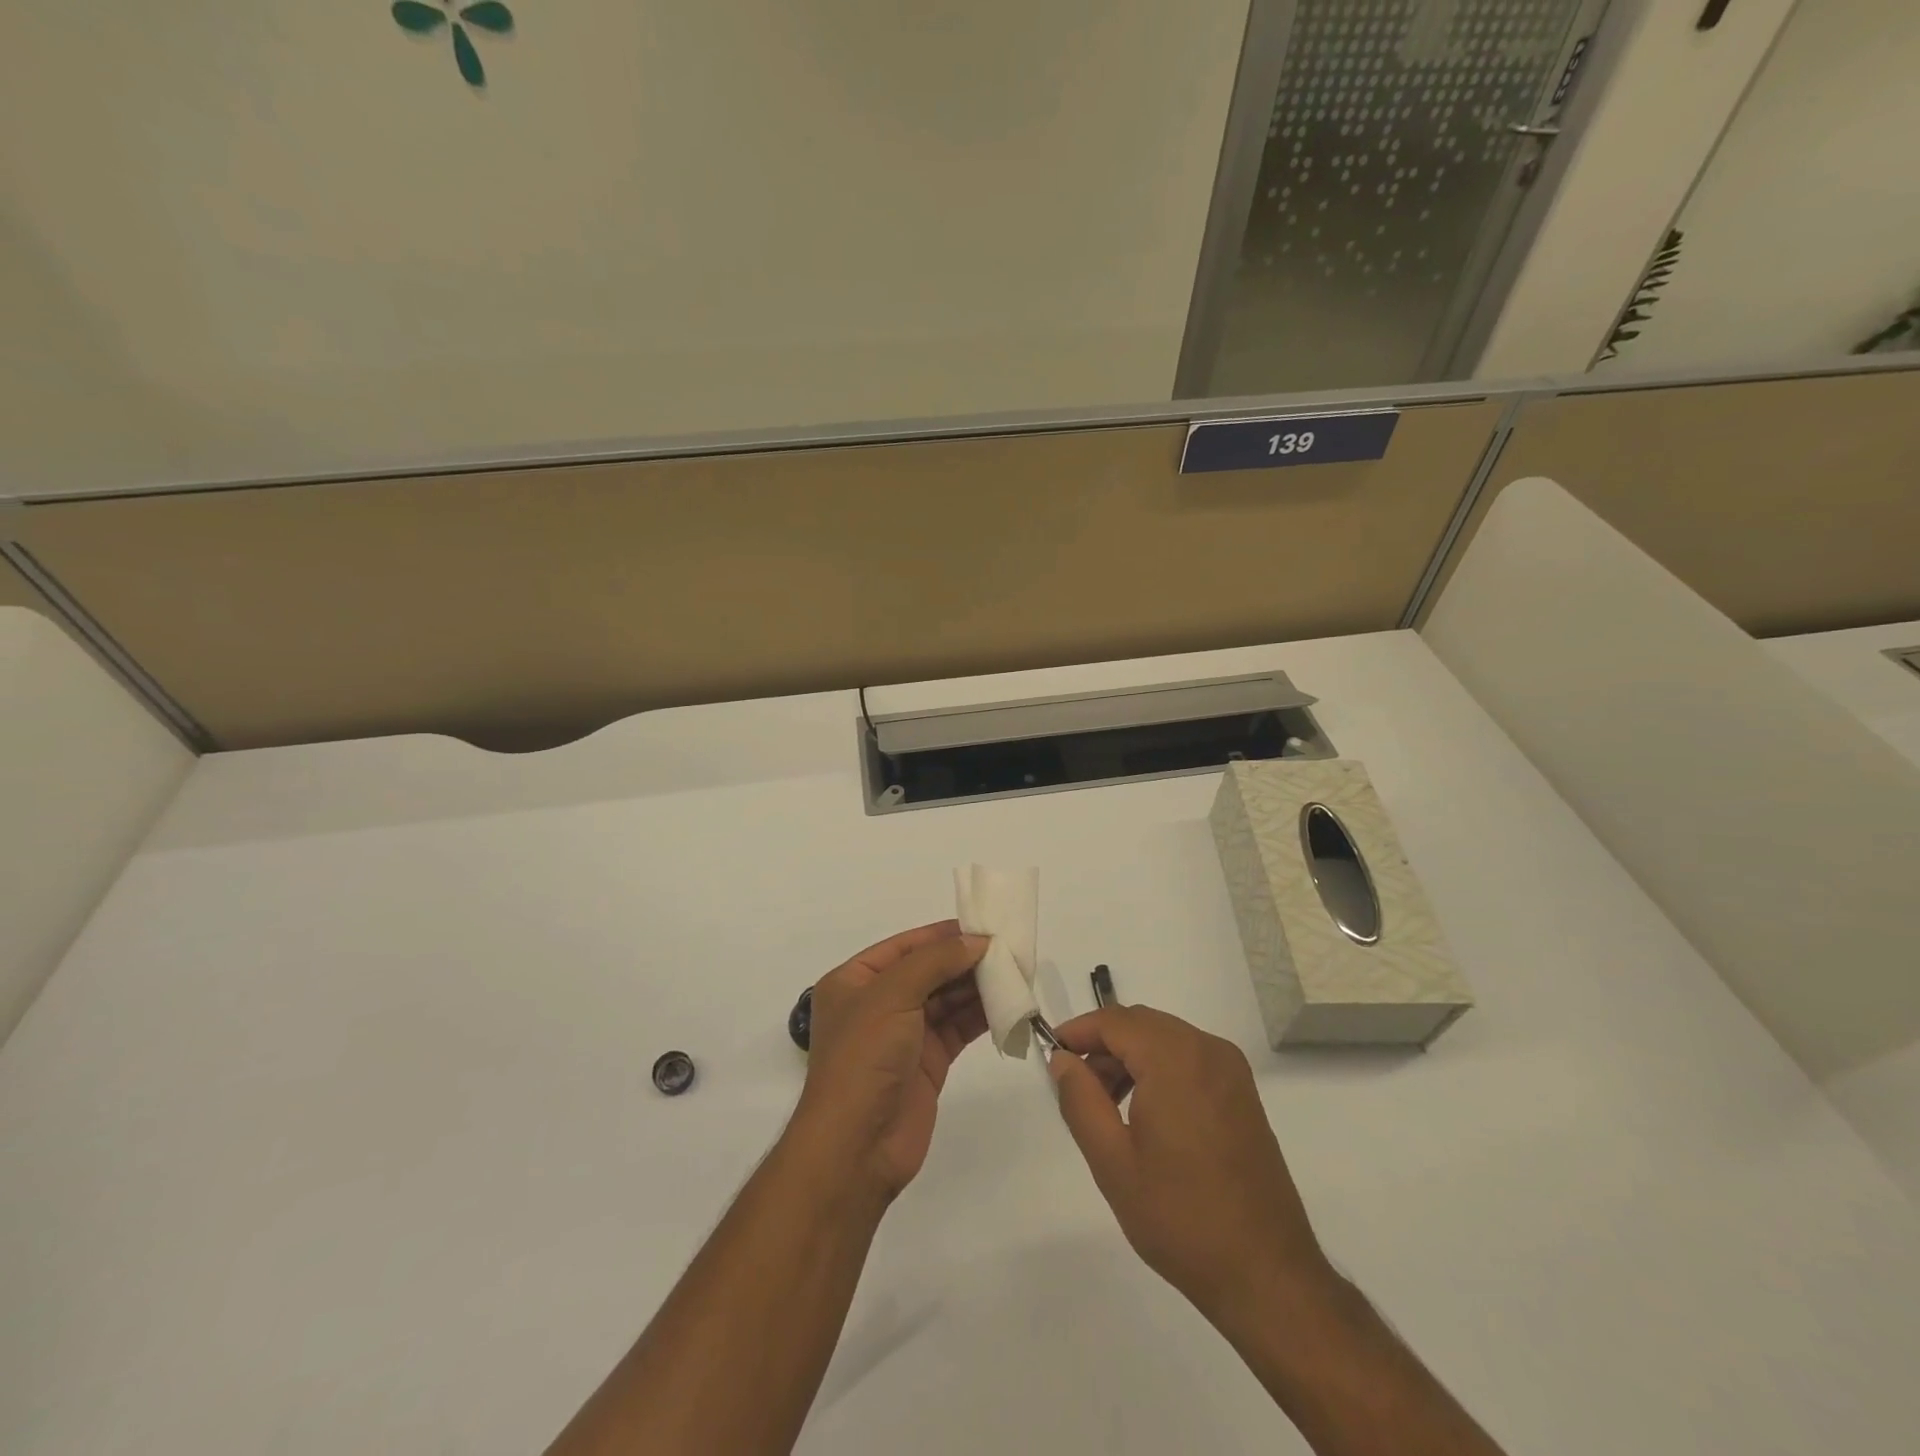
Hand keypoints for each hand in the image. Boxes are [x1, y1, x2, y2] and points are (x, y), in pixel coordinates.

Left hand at [789, 921, 989, 1202]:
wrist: (857, 1147)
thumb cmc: (863, 1058)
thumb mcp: (892, 995)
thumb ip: (935, 961)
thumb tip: (976, 941)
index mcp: (854, 981)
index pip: (904, 946)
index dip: (941, 935)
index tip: (982, 927)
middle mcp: (877, 1003)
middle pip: (928, 971)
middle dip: (964, 960)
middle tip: (1008, 951)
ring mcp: (903, 1034)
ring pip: (946, 999)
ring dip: (977, 987)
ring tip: (1014, 974)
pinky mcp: (927, 1062)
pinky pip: (957, 1028)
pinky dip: (980, 1016)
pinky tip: (1007, 1004)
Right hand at [1048, 1005, 1333, 1327]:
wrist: (1266, 1274)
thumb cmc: (1180, 1217)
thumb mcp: (1113, 1162)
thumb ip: (1080, 1100)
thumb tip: (1063, 1060)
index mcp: (1175, 1059)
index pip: (1114, 1021)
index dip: (1078, 1031)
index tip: (1052, 1055)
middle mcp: (1207, 1049)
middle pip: (1141, 1024)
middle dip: (1103, 1045)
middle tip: (1077, 1086)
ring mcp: (1231, 1070)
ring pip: (1164, 1038)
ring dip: (1130, 1057)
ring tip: (1106, 1105)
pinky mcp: (1242, 1093)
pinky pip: (1189, 1057)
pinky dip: (1159, 1068)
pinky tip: (1144, 1112)